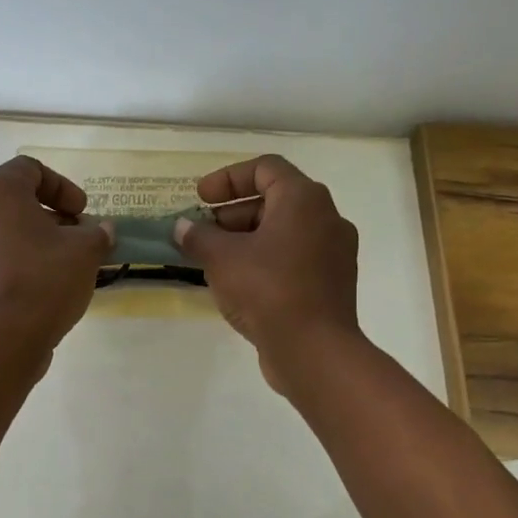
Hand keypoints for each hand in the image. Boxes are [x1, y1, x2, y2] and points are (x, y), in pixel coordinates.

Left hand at [0, 158, 112, 355]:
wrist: (3, 341)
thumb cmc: (44, 280)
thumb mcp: (85, 251)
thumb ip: (96, 233)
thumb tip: (101, 230)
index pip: (29, 169)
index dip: (62, 186)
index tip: (82, 212)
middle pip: (14, 202)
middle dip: (50, 216)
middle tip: (77, 237)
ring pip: (2, 232)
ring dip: (34, 240)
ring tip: (64, 264)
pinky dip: (17, 263)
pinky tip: (43, 287)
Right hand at [173, 155, 360, 390]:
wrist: (314, 350)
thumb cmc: (267, 291)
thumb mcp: (221, 259)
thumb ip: (198, 237)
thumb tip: (183, 227)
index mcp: (303, 199)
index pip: (265, 168)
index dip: (227, 178)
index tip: (200, 199)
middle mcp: (326, 218)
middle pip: (275, 200)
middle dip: (232, 213)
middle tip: (202, 233)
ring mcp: (334, 253)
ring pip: (284, 232)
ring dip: (246, 239)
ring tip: (214, 261)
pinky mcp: (331, 283)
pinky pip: (294, 258)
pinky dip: (265, 261)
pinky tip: (239, 284)